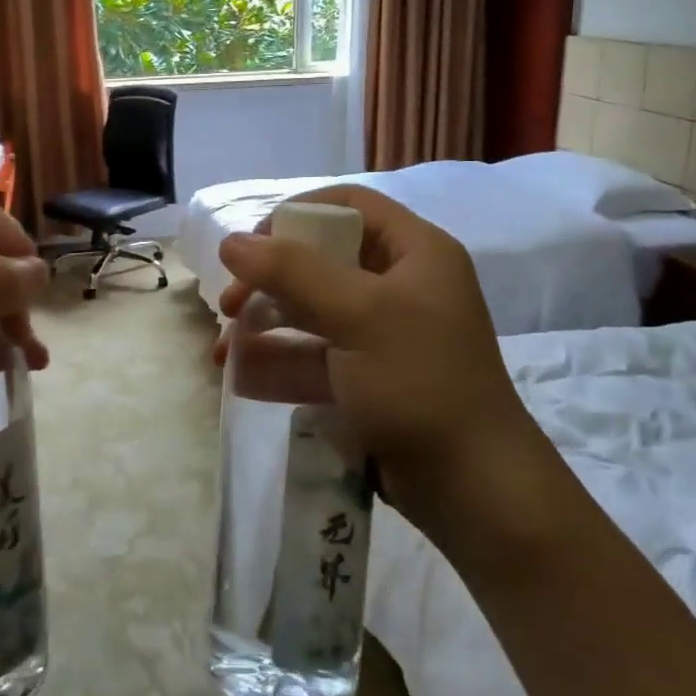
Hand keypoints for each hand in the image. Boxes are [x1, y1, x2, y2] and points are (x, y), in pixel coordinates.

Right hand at [215, 185, 551, 552]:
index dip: (298, 215)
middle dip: (269, 280)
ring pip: (310, 310)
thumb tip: (231, 241)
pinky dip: (278, 359)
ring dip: (264, 323)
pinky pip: (313, 354)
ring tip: (223, 348)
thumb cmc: (420, 382)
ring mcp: (381, 334)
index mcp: (414, 253)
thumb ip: (292, 272)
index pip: (350, 207)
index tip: (254, 244)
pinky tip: (239, 373)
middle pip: (321, 260)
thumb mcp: (357, 316)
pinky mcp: (366, 377)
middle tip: (230, 304)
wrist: (472, 488)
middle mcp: (399, 285)